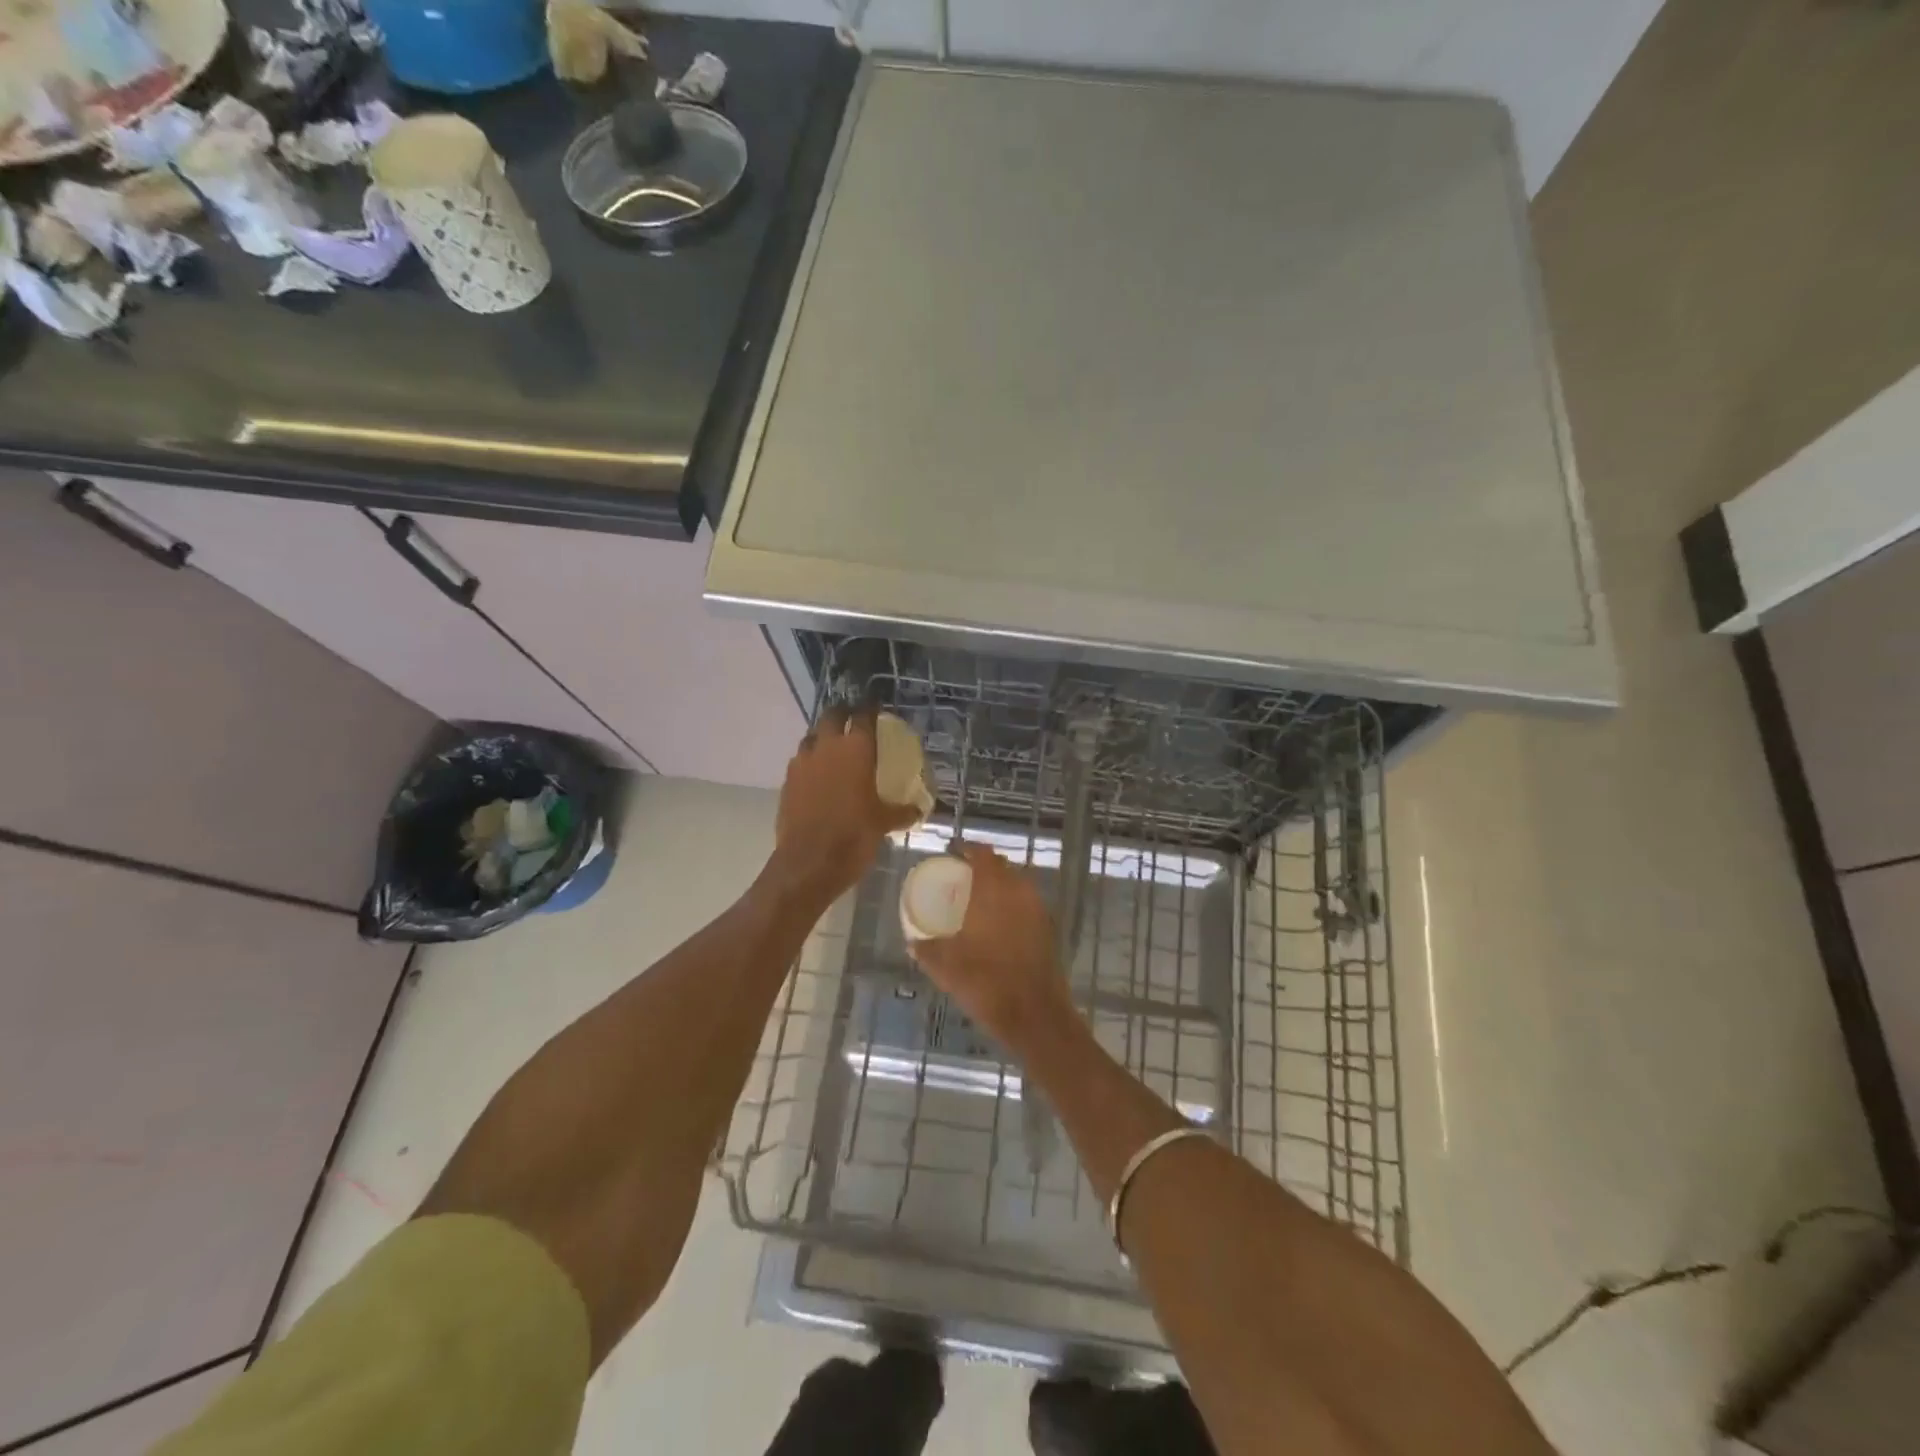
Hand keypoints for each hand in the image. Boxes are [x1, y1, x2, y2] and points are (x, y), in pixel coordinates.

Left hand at [770, 708, 920, 910]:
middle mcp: (826, 748)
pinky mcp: (787, 782)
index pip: (864, 716)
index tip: (876, 708)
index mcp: (855, 750)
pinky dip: (811, 762)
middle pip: (832, 715)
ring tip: (835, 748)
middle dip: (844, 713)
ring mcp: (802, 763)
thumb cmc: (853, 837)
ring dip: (823, 737)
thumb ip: (901, 812)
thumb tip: (918, 810)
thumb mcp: (884, 824)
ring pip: (812, 737)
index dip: (870, 709)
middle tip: (854, 720)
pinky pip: (800, 761)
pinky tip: (819, 776)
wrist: (808, 864)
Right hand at [908, 843, 1075, 1050]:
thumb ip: (927, 950)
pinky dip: (1011, 906)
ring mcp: (1038, 910)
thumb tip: (913, 941)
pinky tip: (997, 925)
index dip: (967, 849)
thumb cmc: (987, 983)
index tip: (952, 853)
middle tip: (961, 877)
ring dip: (999, 886)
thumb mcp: (945, 968)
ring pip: (1017, 885)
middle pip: (1002, 867)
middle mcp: (1019, 892)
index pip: (983, 855)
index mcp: (994, 891)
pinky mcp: (1048, 930)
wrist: (1035, 1015)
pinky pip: (1026, 905)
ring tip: (978, 901)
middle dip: (982, 867)